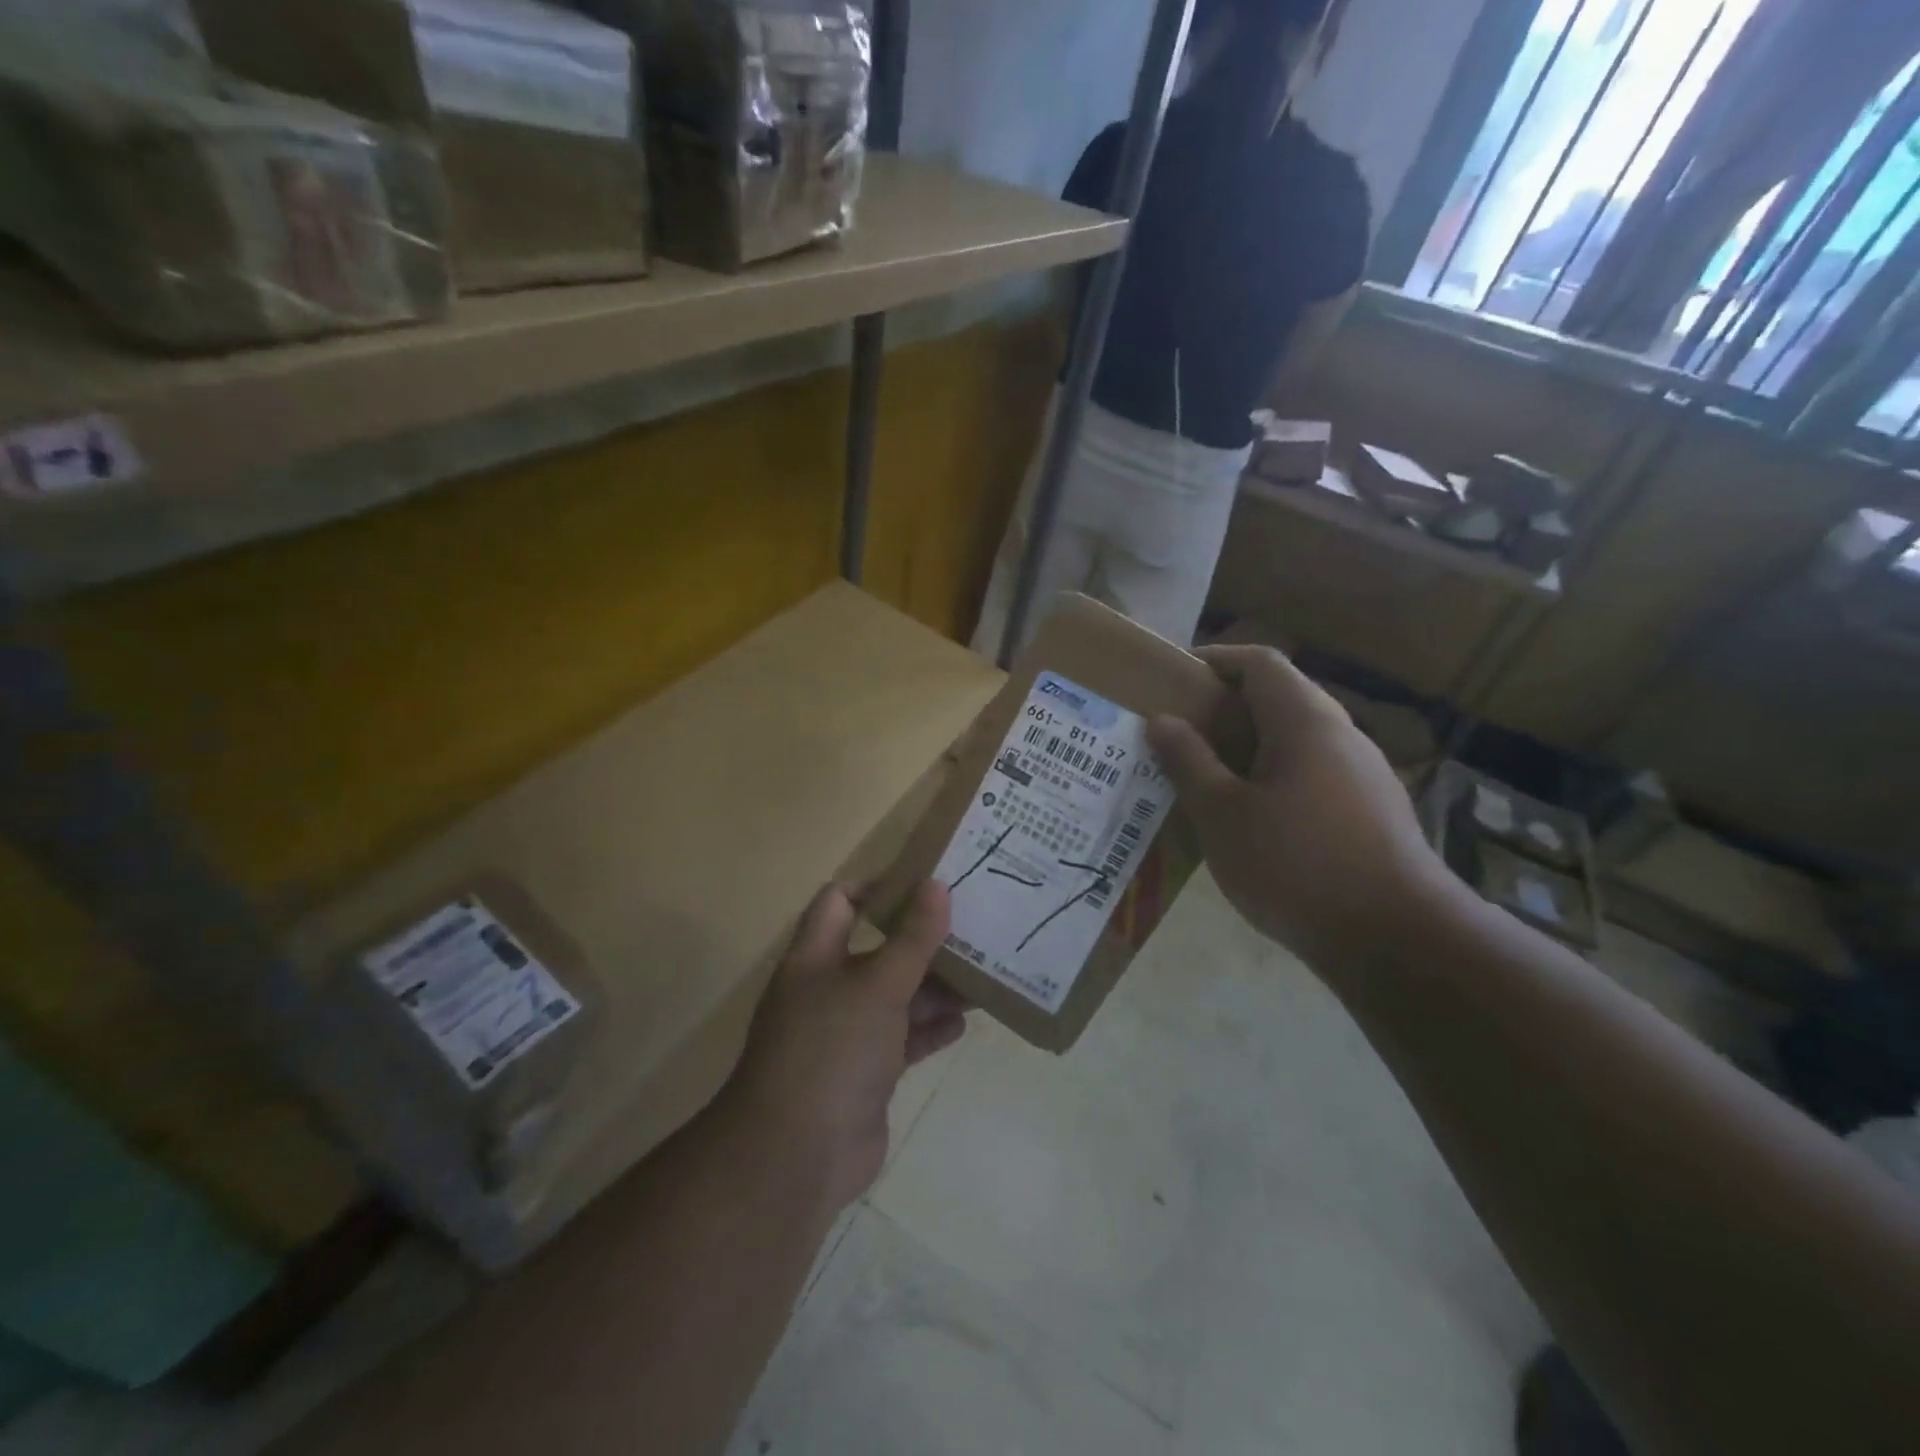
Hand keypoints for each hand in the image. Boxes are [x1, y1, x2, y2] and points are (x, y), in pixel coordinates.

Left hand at [723, 881, 966, 1212]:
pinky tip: (963, 1023)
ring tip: (982, 974)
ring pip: (896, 997)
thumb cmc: (833, 1048)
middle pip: (879, 950)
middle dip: (922, 941)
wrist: (797, 1155)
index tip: (926, 884)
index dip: (879, 886)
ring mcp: (846, 1034)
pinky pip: (903, 1041)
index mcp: (817, 956)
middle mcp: (828, 989)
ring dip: (935, 988)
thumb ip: (912, 938)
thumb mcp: (878, 985)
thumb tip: (937, 884)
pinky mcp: (866, 1073)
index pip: (840, 901)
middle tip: (972, 928)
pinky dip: (929, 1030)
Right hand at [1147, 644, 1452, 970]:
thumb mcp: (1222, 814)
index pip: (1260, 661)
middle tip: (1181, 733)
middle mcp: (1341, 734)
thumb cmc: (1296, 865)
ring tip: (1207, 776)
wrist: (1396, 939)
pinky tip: (1252, 819)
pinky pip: (1313, 773)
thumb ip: (1188, 761)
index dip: (1215, 659)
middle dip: (1227, 707)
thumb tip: (1161, 719)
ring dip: (1250, 746)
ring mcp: (1363, 773)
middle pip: (1280, 697)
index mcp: (1304, 721)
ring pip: (1297, 739)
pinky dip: (1275, 777)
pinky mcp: (1372, 810)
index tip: (1175, 679)